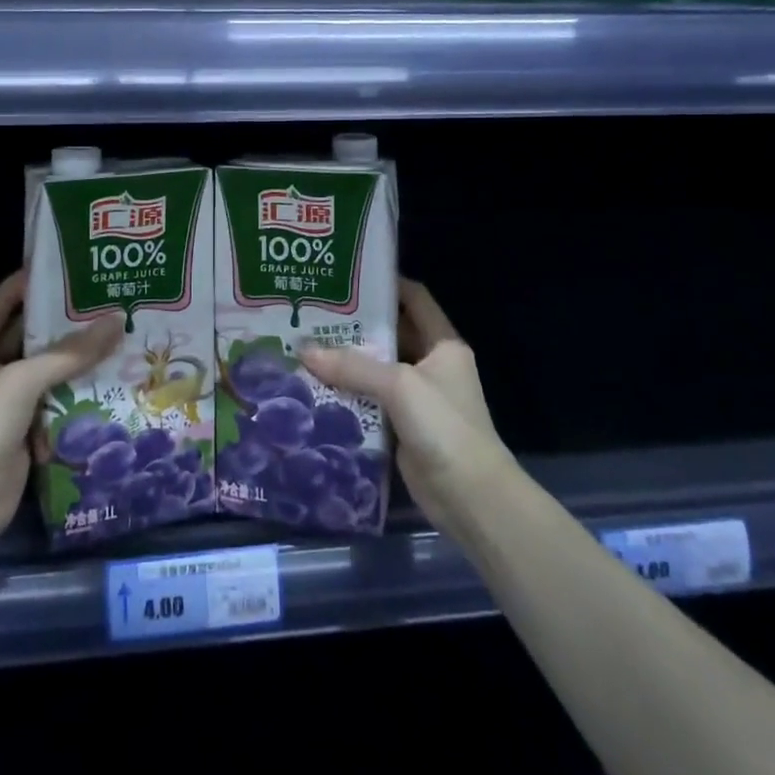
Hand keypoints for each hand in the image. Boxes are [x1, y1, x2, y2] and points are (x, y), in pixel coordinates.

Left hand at [0, 272, 121, 576]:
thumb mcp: (20, 383)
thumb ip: (68, 353)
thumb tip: (118, 321)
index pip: (2, 301)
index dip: (31, 282)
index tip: (69, 266)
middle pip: (30, 336)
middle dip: (65, 321)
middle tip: (107, 300)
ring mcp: (5, 402)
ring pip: (47, 369)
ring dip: (77, 357)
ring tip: (119, 332)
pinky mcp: (24, 429)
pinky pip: (55, 401)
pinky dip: (78, 392)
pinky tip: (111, 377)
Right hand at [301, 279, 515, 538]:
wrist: (471, 497)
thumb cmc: (444, 426)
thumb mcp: (399, 386)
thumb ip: (352, 366)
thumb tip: (303, 351)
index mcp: (442, 344)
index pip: (414, 299)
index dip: (386, 283)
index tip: (347, 277)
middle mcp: (431, 365)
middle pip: (391, 334)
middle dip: (355, 325)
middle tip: (312, 313)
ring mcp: (417, 397)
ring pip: (376, 369)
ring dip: (346, 362)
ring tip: (305, 345)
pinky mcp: (403, 426)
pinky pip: (370, 401)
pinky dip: (347, 394)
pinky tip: (315, 387)